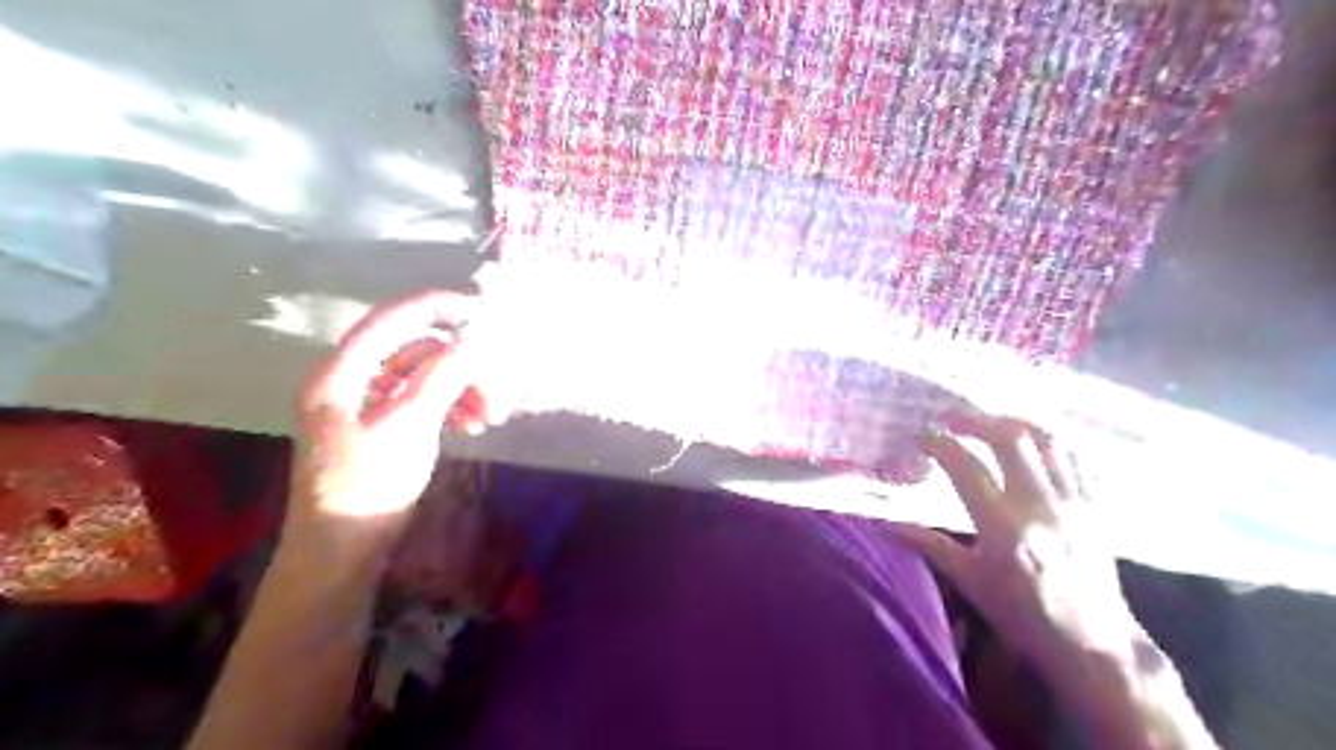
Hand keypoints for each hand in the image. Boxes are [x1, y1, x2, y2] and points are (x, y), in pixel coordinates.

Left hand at [288, 292, 489, 563]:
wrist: (341, 554)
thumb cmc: (367, 489)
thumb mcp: (409, 427)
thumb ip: (441, 376)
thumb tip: (474, 339)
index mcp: (341, 374)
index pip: (391, 320)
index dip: (436, 307)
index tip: (482, 311)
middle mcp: (350, 380)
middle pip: (415, 351)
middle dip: (461, 365)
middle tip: (496, 391)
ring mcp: (366, 404)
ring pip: (424, 376)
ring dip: (461, 389)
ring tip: (489, 418)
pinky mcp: (381, 426)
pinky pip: (422, 400)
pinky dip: (450, 406)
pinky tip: (472, 426)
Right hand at [896, 415, 1137, 672]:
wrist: (1096, 644)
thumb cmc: (1025, 617)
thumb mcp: (972, 584)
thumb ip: (932, 547)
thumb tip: (890, 525)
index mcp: (1005, 528)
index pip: (967, 467)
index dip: (939, 444)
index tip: (921, 436)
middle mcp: (1041, 506)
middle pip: (1010, 438)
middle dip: (975, 420)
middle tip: (951, 420)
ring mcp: (1074, 503)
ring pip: (1046, 440)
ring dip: (1012, 424)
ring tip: (988, 424)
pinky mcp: (1094, 506)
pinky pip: (1071, 457)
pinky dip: (1044, 442)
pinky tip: (1028, 446)